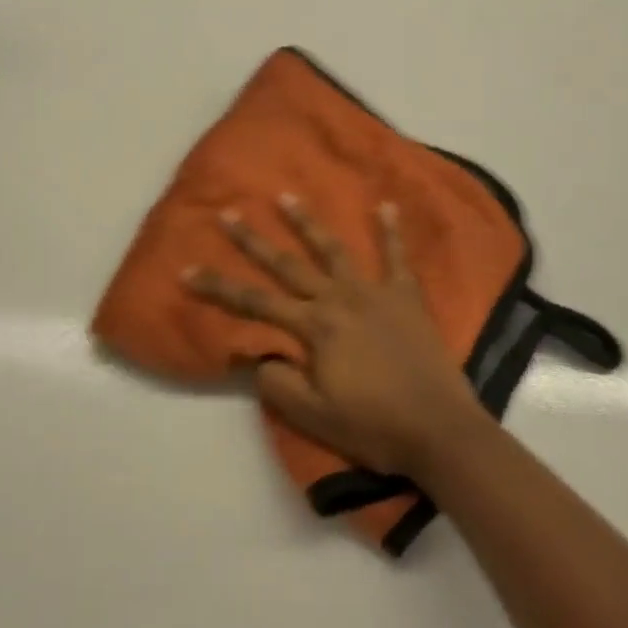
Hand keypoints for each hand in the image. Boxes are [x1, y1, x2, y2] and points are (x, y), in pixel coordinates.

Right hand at [184, 196, 492, 480]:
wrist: (440, 430)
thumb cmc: (373, 425)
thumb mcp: (313, 416)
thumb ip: (278, 384)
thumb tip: (259, 357)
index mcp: (314, 327)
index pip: (254, 302)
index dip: (218, 287)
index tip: (187, 270)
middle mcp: (339, 299)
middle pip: (287, 265)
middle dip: (252, 240)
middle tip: (228, 214)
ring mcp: (374, 293)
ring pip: (334, 250)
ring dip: (308, 223)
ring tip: (287, 197)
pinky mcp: (406, 298)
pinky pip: (397, 258)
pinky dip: (391, 231)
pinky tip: (386, 206)